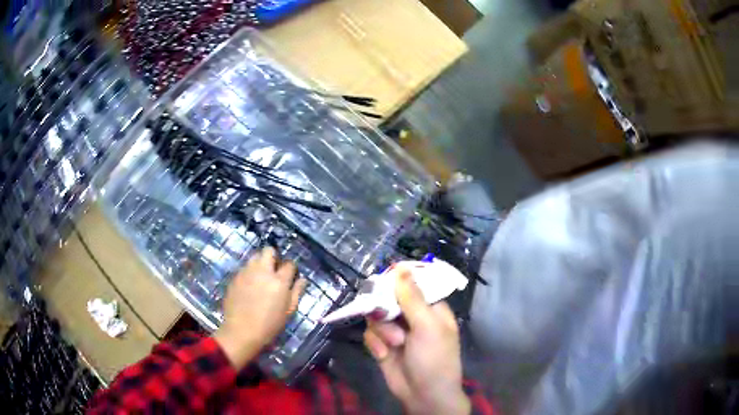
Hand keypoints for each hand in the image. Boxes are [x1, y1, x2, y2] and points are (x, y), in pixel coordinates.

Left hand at [214, 247, 306, 368]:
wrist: (242, 332)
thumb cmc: (270, 325)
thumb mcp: (289, 311)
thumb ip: (296, 292)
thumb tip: (302, 279)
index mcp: (279, 281)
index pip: (289, 263)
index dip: (291, 269)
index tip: (290, 276)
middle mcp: (263, 271)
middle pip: (268, 250)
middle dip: (273, 257)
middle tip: (273, 271)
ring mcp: (246, 273)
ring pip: (254, 257)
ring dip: (260, 263)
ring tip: (260, 276)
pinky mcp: (235, 277)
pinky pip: (244, 268)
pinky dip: (249, 272)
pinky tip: (249, 285)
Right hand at [364, 268, 469, 414]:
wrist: (423, 395)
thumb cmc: (434, 358)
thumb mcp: (427, 326)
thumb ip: (412, 297)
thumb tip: (401, 266)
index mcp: (431, 308)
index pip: (412, 284)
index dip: (397, 281)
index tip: (383, 280)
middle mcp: (413, 316)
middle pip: (389, 298)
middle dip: (385, 309)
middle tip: (385, 316)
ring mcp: (396, 331)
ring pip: (376, 316)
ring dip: (382, 330)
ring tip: (394, 344)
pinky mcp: (382, 345)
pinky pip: (370, 334)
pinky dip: (375, 343)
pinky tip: (383, 354)